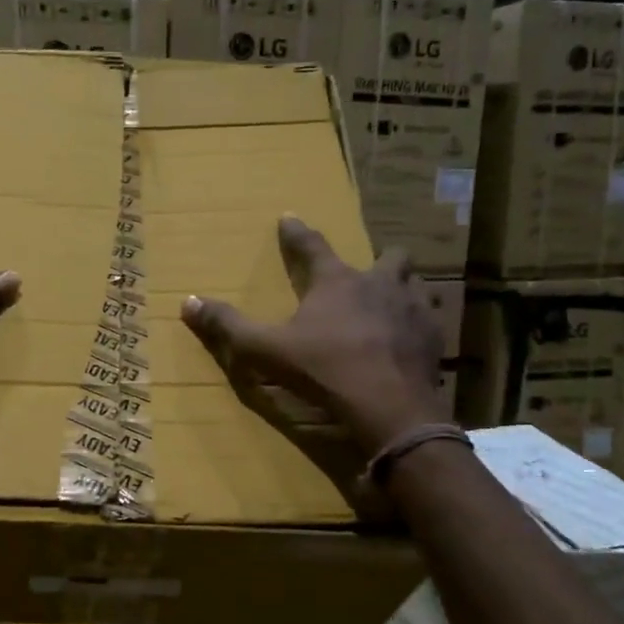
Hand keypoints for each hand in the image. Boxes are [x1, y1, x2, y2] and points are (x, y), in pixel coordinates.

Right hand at [182, 216, 447, 452]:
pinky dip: (422, 322)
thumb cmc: (324, 370)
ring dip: (406, 288)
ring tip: (395, 301)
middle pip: (389, 256)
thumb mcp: (266, 349)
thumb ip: (228, 326)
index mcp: (337, 282)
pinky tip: (414, 337)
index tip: (289, 217)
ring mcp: (414, 310)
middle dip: (379, 258)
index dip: (296, 233)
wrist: (389, 407)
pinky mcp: (434, 339)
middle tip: (366, 271)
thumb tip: (188, 302)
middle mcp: (379, 285)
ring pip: (418, 284)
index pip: (312, 246)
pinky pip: (434, 319)